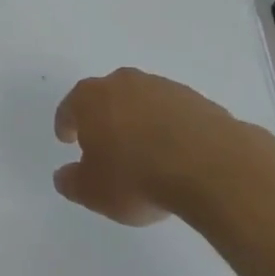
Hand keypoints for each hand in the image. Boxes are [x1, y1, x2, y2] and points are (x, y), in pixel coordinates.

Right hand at [53, 68, 237, 225]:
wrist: (210, 167)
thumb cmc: (137, 177)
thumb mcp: (94, 192)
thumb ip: (73, 182)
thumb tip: (64, 176)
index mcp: (91, 98)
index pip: (70, 106)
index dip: (66, 123)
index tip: (67, 139)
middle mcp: (124, 83)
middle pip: (106, 96)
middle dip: (103, 117)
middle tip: (104, 143)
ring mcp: (163, 88)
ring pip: (141, 102)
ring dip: (138, 121)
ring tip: (144, 152)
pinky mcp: (196, 99)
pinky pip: (172, 113)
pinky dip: (169, 128)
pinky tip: (175, 153)